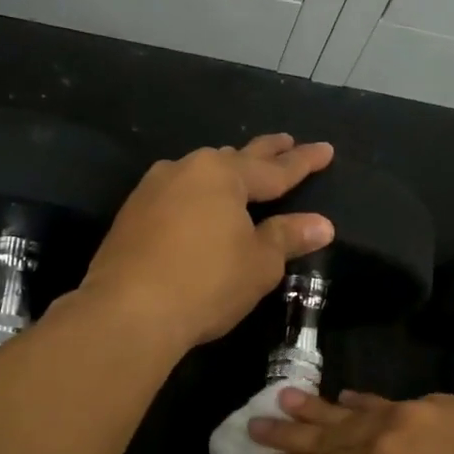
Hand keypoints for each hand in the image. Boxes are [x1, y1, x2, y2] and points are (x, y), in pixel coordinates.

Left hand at [79, 135, 334, 351]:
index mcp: (223, 175)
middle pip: (234, 159)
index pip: (275, 169)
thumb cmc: (206, 283)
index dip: (303, 162)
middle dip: (264, 152)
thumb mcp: (258, 264)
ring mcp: (152, 191)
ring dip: (223, 172)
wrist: (128, 311)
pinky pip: (175, 196)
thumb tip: (321, 224)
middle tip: (285, 141)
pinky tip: (196, 205)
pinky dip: (195, 197)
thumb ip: (287, 238)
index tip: (325, 149)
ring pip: (199, 174)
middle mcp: (185, 170)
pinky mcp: (130, 216)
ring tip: (241, 170)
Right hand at [251, 389, 453, 453]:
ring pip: (356, 410)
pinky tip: (350, 399)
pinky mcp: (444, 403)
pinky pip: (391, 403)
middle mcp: (388, 431)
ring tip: (286, 396)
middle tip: (255, 422)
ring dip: (319, 407)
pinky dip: (365, 404)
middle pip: (327, 434)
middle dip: (289, 432)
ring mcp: (417, 411)